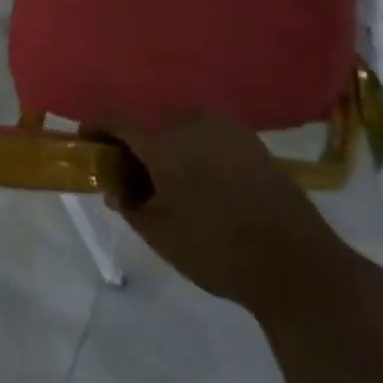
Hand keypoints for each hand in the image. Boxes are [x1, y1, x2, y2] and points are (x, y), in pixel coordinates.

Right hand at [96, 114, 346, 310]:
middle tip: (128, 175)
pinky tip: (201, 182)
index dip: (95, 129)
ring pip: (179, 128)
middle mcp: (191, 121)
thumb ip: (129, 205)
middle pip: (148, 123)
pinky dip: (194, 150)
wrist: (296, 262)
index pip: (115, 120)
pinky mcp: (251, 141)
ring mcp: (225, 128)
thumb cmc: (216, 248)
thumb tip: (116, 188)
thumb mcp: (160, 233)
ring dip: (165, 146)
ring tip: (166, 180)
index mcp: (162, 140)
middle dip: (133, 144)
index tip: (86, 144)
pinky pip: (207, 136)